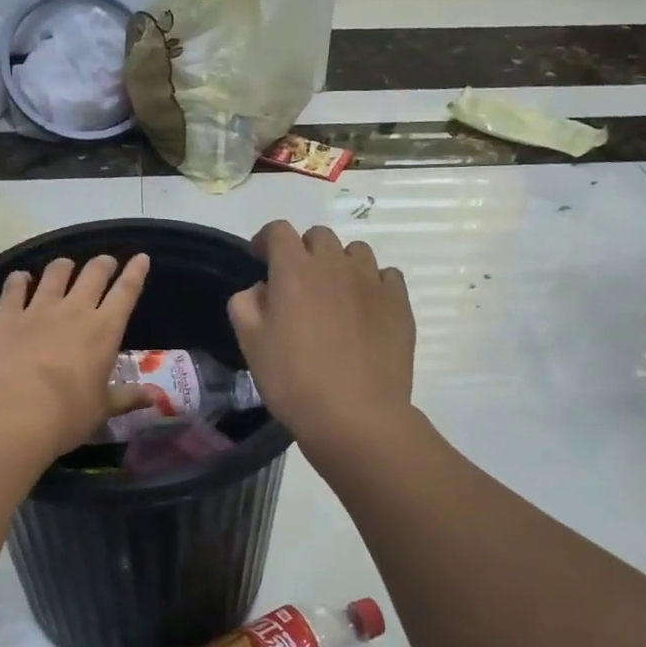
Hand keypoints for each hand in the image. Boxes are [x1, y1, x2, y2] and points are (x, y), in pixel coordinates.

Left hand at [0, 254, 151, 459]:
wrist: (11, 414)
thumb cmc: (67, 415)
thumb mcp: (103, 409)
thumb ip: (128, 397)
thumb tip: (156, 397)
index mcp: (105, 330)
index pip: (127, 291)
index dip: (136, 272)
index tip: (141, 257)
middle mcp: (74, 310)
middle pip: (93, 274)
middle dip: (103, 264)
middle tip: (105, 262)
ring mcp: (38, 309)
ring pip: (55, 274)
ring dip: (63, 266)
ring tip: (65, 266)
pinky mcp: (6, 315)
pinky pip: (14, 288)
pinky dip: (18, 280)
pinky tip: (20, 278)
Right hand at [229, 222, 414, 454]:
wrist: (356, 415)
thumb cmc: (294, 380)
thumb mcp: (251, 343)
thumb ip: (246, 304)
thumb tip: (261, 289)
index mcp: (294, 270)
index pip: (279, 231)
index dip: (266, 240)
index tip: (260, 258)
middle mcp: (335, 265)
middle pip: (319, 237)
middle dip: (304, 251)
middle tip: (298, 282)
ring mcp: (372, 281)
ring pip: (355, 252)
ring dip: (340, 264)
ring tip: (335, 294)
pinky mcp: (399, 303)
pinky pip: (386, 276)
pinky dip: (373, 284)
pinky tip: (366, 309)